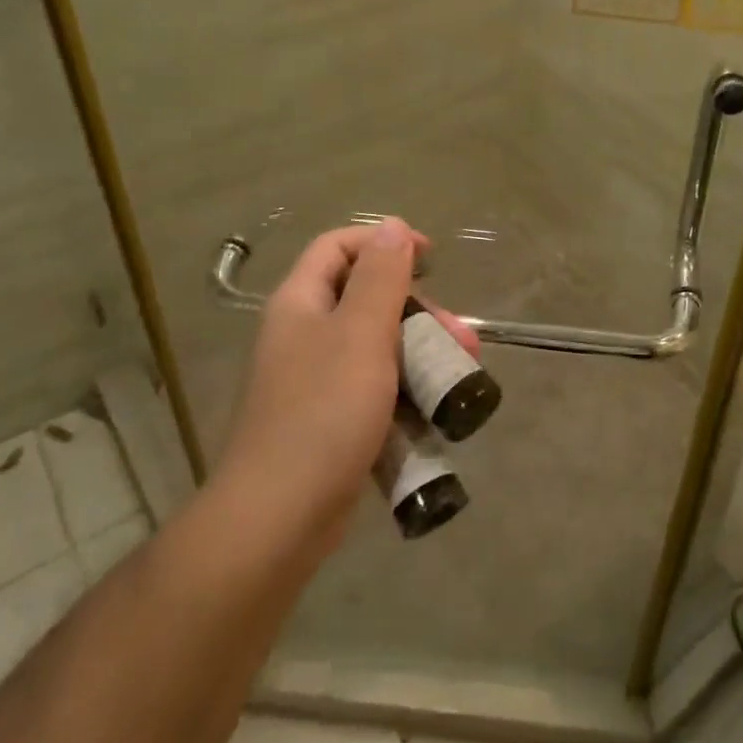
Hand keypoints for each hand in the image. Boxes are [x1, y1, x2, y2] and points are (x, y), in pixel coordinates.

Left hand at [220, 218, 479, 538]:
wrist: (279, 517)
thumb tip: (393, 226)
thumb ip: (381, 277)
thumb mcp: (361, 334)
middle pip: (365, 298)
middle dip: (419, 310)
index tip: (431, 260)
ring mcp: (314, 379)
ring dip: (421, 350)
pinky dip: (406, 386)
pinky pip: (374, 385)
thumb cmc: (324, 412)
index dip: (384, 242)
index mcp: (301, 303)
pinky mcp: (329, 418)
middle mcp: (303, 334)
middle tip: (459, 335)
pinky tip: (436, 404)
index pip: (338, 247)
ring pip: (376, 345)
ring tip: (463, 372)